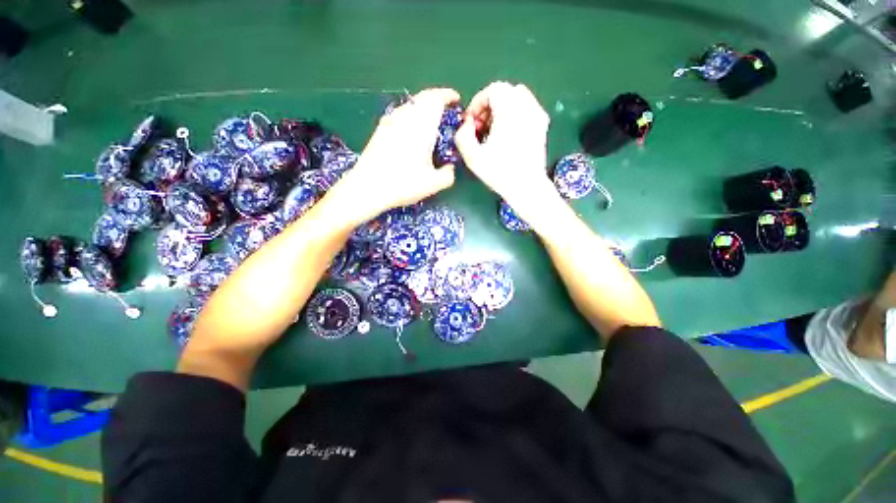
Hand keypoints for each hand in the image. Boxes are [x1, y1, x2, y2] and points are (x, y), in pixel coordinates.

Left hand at [332, 88, 458, 223]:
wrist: (367, 187)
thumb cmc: (403, 183)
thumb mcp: (433, 184)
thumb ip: (449, 174)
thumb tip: (451, 167)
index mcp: (422, 125)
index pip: (437, 98)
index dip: (448, 95)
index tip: (457, 101)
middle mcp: (406, 117)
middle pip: (423, 97)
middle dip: (437, 100)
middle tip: (446, 112)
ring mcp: (390, 121)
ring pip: (410, 105)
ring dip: (423, 108)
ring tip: (431, 122)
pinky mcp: (380, 129)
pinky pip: (401, 114)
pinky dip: (411, 116)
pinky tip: (412, 133)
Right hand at [454, 82, 555, 222]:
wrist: (527, 187)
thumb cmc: (499, 173)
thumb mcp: (473, 157)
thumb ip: (462, 136)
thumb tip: (466, 124)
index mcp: (509, 110)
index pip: (492, 90)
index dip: (477, 103)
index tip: (471, 122)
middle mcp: (526, 106)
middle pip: (504, 91)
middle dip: (488, 105)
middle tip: (480, 127)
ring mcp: (537, 114)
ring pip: (517, 97)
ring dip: (502, 108)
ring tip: (494, 130)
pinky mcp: (542, 124)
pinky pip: (527, 107)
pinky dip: (515, 113)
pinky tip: (508, 133)